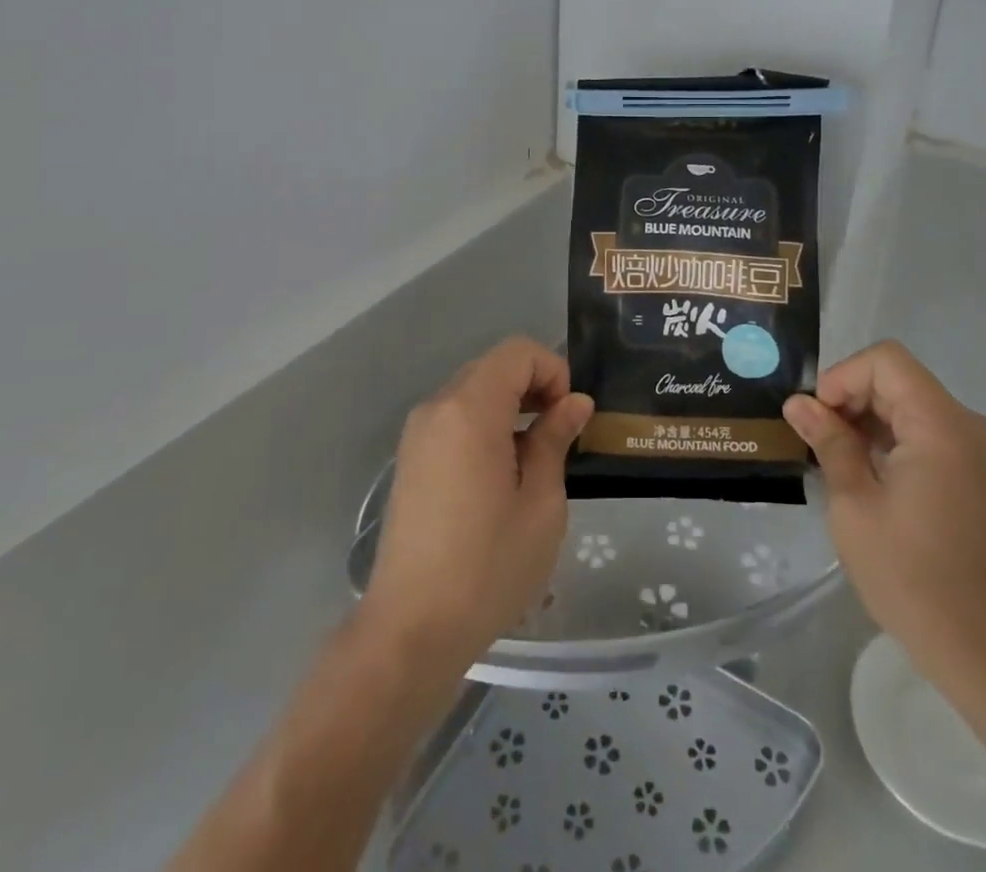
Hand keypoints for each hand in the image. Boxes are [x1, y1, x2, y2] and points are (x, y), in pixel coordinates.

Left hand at [361, 337, 593, 675]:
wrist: (411, 631)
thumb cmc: (487, 566)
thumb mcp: (541, 503)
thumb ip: (555, 439)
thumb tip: (575, 403)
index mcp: (470, 409)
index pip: (518, 353)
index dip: (553, 371)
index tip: (570, 417)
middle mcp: (437, 407)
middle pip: (494, 367)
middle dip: (534, 386)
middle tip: (560, 434)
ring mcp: (417, 433)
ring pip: (474, 391)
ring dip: (511, 406)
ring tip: (535, 457)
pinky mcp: (410, 459)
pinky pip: (455, 418)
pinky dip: (486, 424)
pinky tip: (501, 473)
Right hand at [783, 341, 985, 689]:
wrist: (977, 646)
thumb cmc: (908, 575)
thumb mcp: (854, 504)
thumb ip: (829, 442)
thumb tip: (798, 403)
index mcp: (942, 426)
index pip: (885, 361)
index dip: (843, 377)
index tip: (818, 418)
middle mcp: (966, 424)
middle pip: (898, 378)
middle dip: (851, 398)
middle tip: (817, 440)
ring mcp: (975, 448)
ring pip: (908, 402)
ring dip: (867, 418)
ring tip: (836, 458)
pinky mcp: (974, 470)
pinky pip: (924, 429)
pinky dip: (890, 436)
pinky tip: (865, 472)